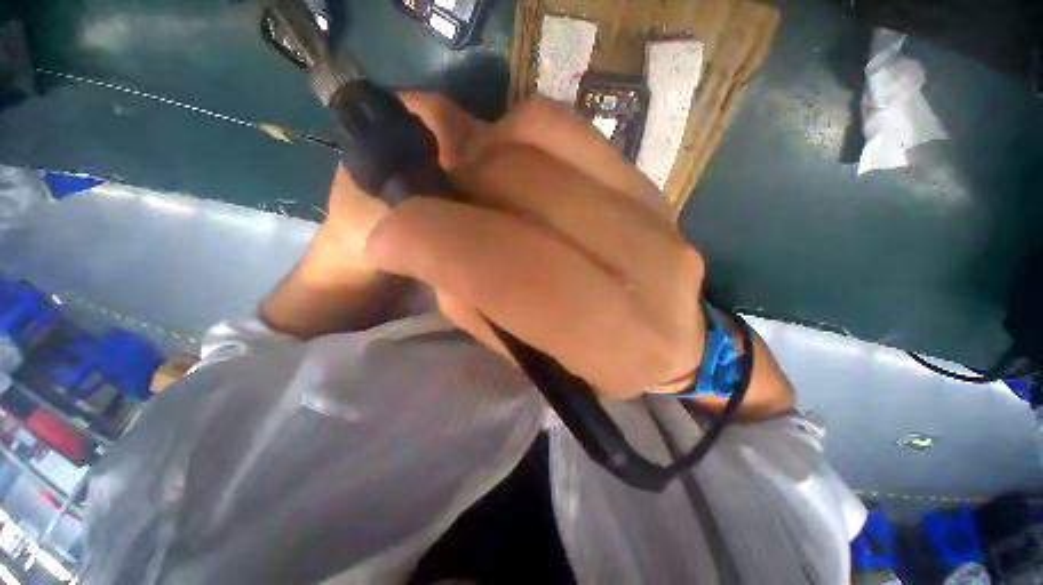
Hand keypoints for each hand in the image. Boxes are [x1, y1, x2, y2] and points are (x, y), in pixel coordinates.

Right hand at [365, 99, 706, 399]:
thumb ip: (476, 299)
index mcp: (611, 340)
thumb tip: (424, 235)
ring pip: (539, 140)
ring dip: (483, 160)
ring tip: (475, 190)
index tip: (388, 239)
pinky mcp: (644, 176)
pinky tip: (512, 170)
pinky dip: (516, 138)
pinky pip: (564, 126)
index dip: (436, 241)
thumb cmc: (590, 361)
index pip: (516, 271)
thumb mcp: (527, 356)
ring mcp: (652, 207)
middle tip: (433, 209)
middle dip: (454, 191)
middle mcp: (644, 267)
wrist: (667, 337)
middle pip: (523, 188)